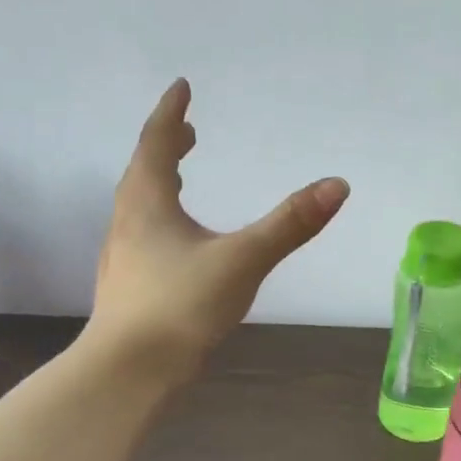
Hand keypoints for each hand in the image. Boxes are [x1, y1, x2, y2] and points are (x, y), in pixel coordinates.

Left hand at [80, 79, 348, 377]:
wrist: (129, 372)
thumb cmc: (181, 305)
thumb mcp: (243, 260)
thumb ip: (291, 224)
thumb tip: (337, 185)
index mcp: (148, 204)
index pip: (156, 143)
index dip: (171, 113)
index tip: (181, 88)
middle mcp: (128, 222)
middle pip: (144, 172)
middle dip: (166, 146)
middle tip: (187, 132)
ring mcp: (124, 256)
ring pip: (140, 206)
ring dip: (160, 182)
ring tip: (182, 179)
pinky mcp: (129, 286)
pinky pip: (144, 234)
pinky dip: (162, 217)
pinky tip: (181, 243)